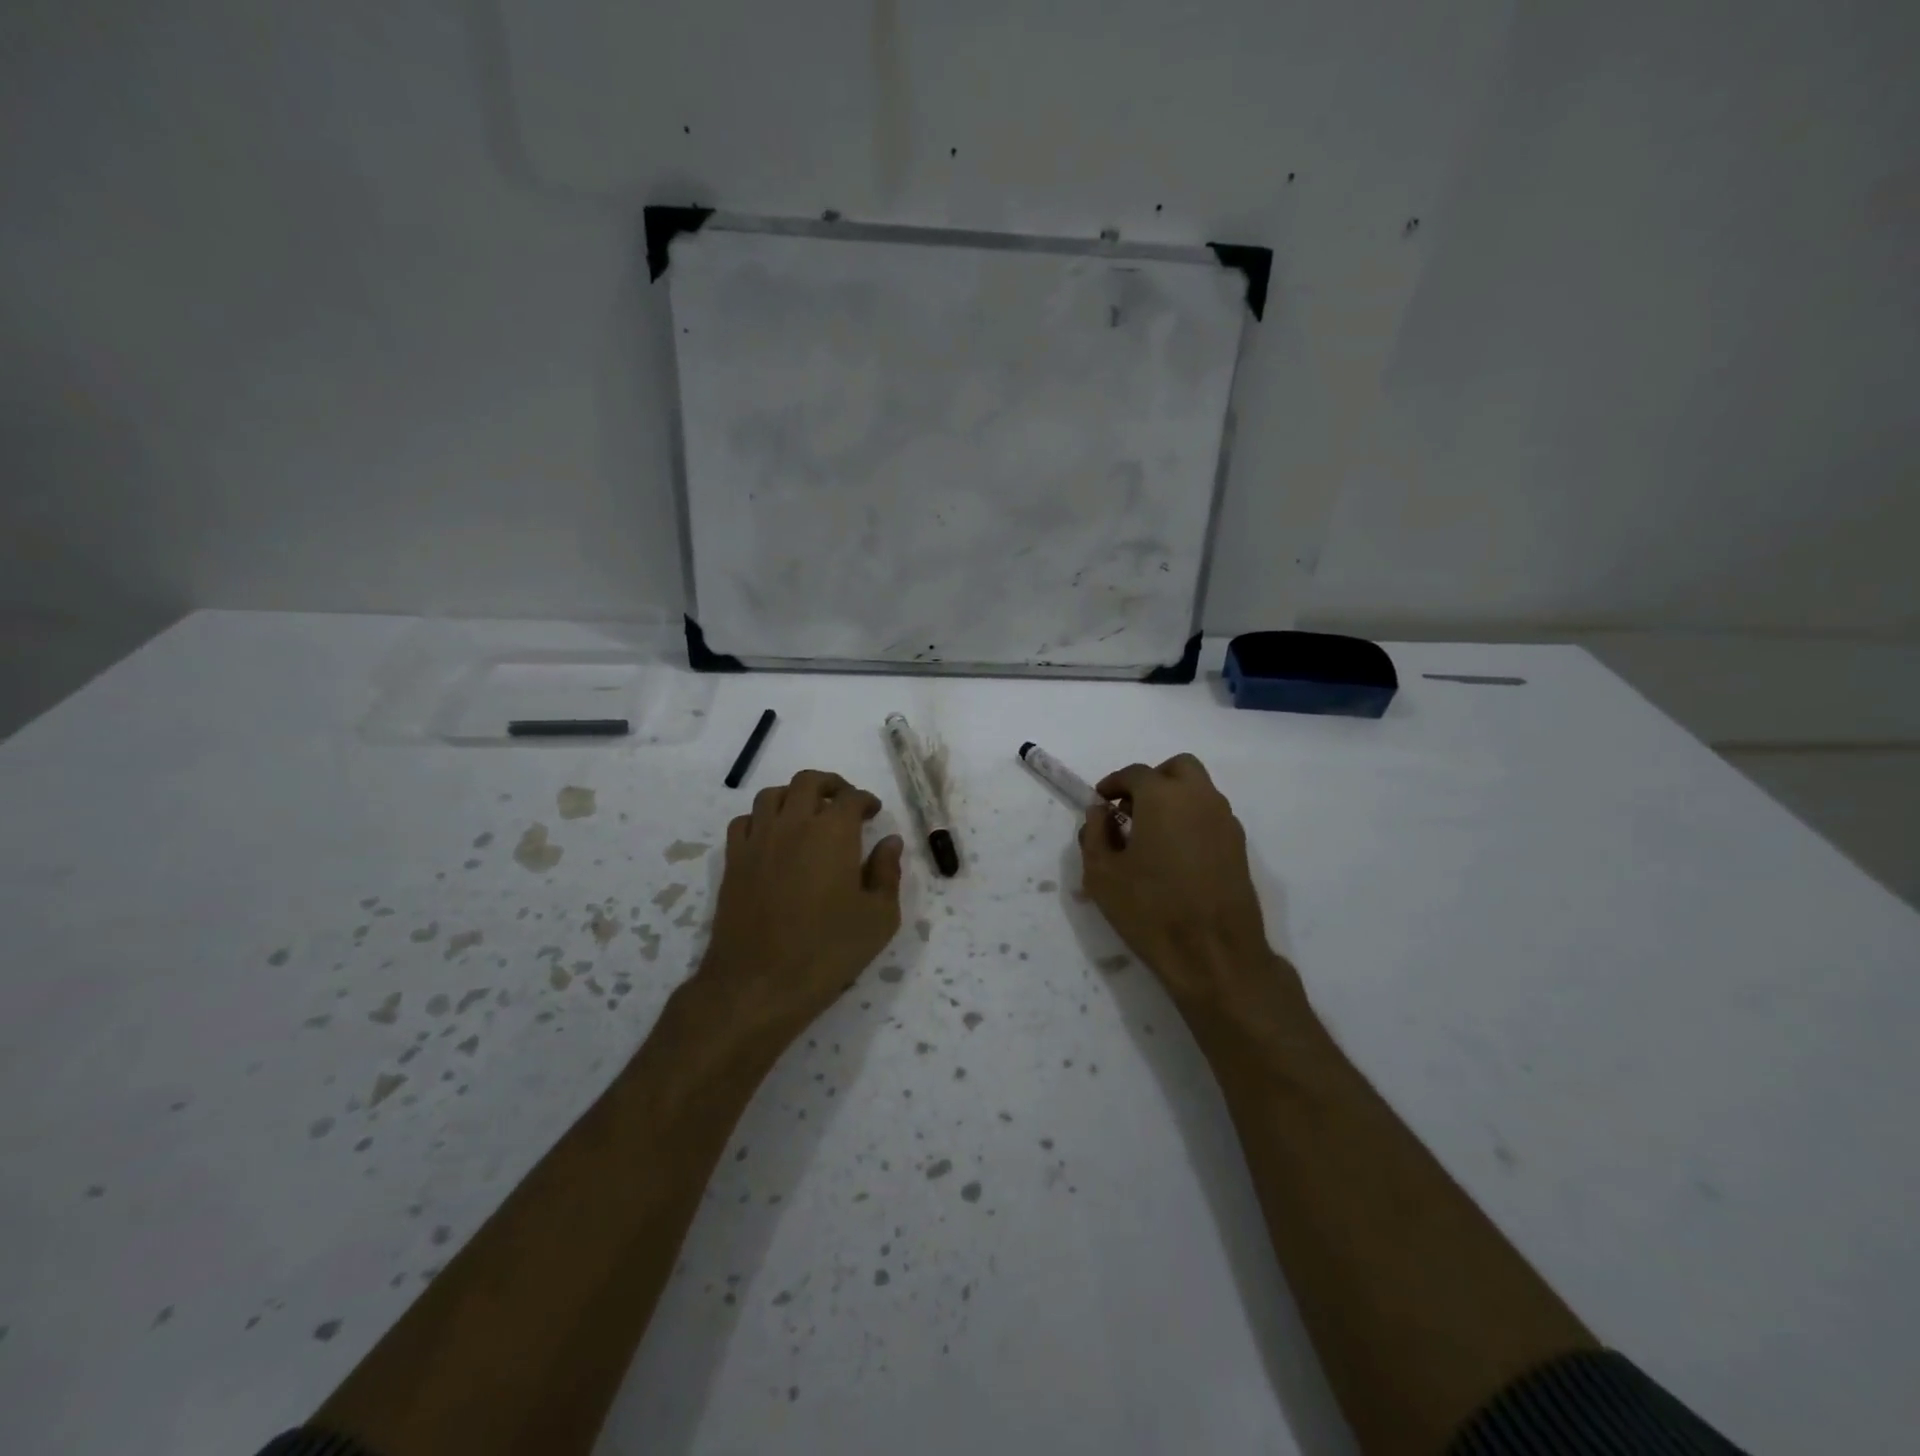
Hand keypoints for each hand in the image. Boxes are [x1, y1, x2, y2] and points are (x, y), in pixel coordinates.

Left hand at [697, 769, 904, 1047]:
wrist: (759, 984)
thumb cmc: (828, 952)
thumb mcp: (879, 918)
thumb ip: (887, 873)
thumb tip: (890, 842)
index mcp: (833, 833)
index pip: (851, 798)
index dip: (866, 800)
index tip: (873, 812)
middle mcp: (793, 824)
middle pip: (808, 782)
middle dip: (831, 785)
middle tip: (844, 802)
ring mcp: (758, 840)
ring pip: (772, 794)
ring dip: (794, 795)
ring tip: (807, 813)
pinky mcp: (734, 861)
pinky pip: (744, 821)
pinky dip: (761, 818)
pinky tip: (772, 837)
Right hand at [1079, 754, 1308, 1027]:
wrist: (1214, 954)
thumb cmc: (1150, 910)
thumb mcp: (1102, 874)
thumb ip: (1095, 834)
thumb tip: (1100, 812)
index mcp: (1163, 797)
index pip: (1135, 774)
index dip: (1113, 784)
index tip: (1100, 802)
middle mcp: (1200, 799)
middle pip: (1178, 768)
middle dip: (1152, 780)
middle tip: (1131, 809)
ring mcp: (1225, 822)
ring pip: (1199, 791)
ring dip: (1174, 799)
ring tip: (1151, 835)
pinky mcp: (1239, 847)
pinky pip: (1211, 816)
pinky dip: (1192, 820)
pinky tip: (1176, 855)